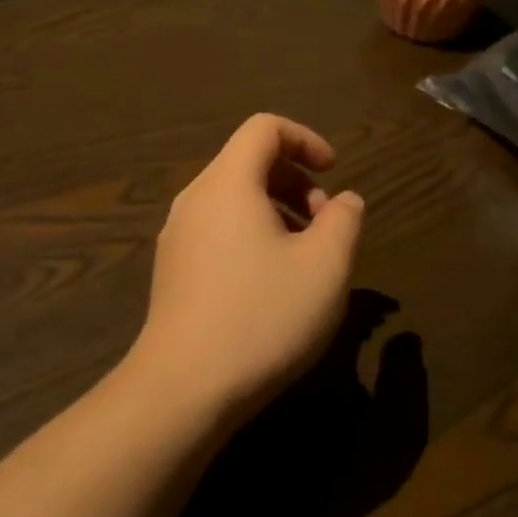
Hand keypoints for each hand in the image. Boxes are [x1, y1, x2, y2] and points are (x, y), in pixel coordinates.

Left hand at [125, 114, 366, 425]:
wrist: (183, 388)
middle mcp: (194, 199)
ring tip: (304, 256)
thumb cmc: (262, 317)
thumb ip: (344, 221)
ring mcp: (176, 235)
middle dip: (294, 179)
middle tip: (326, 223)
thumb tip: (345, 201)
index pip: (264, 128)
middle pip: (247, 161)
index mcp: (227, 183)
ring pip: (232, 198)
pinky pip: (217, 229)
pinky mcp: (172, 270)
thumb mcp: (325, 267)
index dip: (306, 139)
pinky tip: (270, 283)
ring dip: (275, 210)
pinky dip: (251, 234)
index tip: (334, 173)